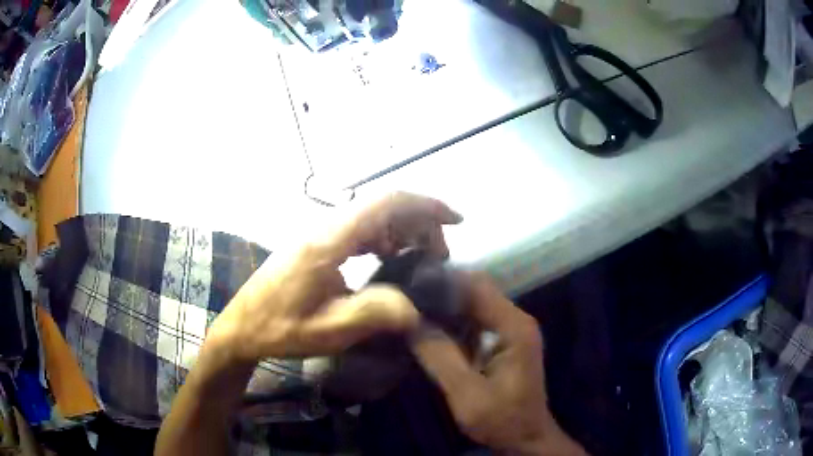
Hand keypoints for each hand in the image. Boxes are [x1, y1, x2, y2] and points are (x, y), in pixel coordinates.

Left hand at [206, 192, 462, 361]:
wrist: (242, 325)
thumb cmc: (280, 329)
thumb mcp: (328, 331)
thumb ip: (374, 314)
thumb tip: (416, 307)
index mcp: (329, 241)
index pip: (386, 203)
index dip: (426, 205)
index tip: (456, 220)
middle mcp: (325, 227)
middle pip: (383, 206)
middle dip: (420, 223)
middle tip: (438, 258)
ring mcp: (320, 233)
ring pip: (372, 216)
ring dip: (403, 230)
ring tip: (419, 260)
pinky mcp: (317, 243)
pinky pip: (359, 229)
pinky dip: (384, 238)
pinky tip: (388, 259)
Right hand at [411, 274, 585, 455]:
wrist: (526, 438)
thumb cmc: (502, 419)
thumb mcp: (467, 394)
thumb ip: (440, 357)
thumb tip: (410, 321)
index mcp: (514, 327)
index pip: (477, 288)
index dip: (443, 283)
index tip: (410, 286)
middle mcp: (516, 320)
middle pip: (476, 292)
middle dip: (442, 293)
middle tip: (405, 298)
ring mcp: (512, 330)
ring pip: (475, 305)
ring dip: (446, 306)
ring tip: (412, 309)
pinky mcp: (505, 341)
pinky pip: (477, 321)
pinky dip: (454, 322)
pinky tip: (430, 328)